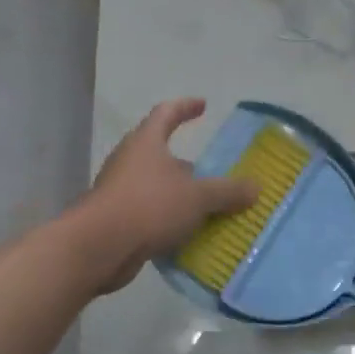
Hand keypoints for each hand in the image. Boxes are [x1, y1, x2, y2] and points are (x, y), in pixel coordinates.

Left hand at [71, 98, 258, 293]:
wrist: (99, 247)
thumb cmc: (149, 206)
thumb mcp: (197, 197)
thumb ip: (227, 191)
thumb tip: (256, 187)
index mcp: (146, 142)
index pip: (167, 113)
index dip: (185, 107)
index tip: (203, 106)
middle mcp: (130, 160)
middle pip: (160, 153)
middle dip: (187, 163)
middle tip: (212, 172)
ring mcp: (119, 190)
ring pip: (156, 186)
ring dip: (179, 194)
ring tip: (206, 207)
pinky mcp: (116, 219)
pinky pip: (149, 213)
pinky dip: (168, 220)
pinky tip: (188, 234)